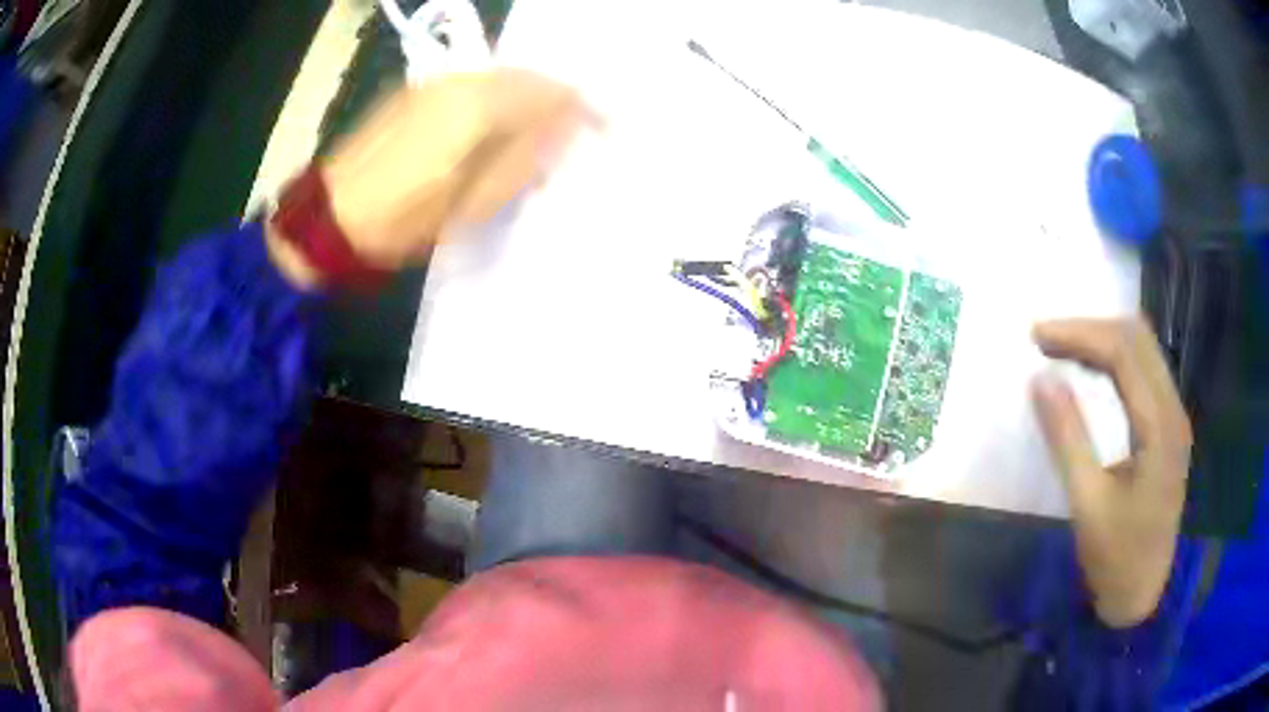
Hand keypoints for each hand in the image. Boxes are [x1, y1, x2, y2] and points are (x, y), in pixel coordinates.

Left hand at [269, 70, 588, 286]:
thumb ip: (526, 157)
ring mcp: (434, 83)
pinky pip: (473, 84)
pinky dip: (497, 98)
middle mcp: (460, 81)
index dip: (583, 108)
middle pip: (526, 77)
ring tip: (541, 129)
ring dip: (527, 98)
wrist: (332, 217)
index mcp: (479, 105)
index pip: (549, 92)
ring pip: (499, 77)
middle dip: (557, 99)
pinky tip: (497, 124)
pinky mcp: (415, 93)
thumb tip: (566, 129)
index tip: (605, 128)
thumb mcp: (475, 201)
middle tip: (576, 129)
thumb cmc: (406, 217)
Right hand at [1032, 317, 1191, 627]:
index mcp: (1159, 428)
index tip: (1036, 336)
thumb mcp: (1087, 504)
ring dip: (1102, 339)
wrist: (1142, 594)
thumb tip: (1039, 380)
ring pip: (1143, 348)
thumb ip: (1067, 438)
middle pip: (1137, 338)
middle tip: (1045, 339)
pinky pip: (1144, 370)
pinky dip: (1115, 359)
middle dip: (1090, 329)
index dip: (1079, 335)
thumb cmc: (1115, 558)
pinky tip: (1092, 370)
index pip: (1123, 353)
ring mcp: (1174, 417)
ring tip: (1062, 348)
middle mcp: (1173, 410)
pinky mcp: (1168, 427)